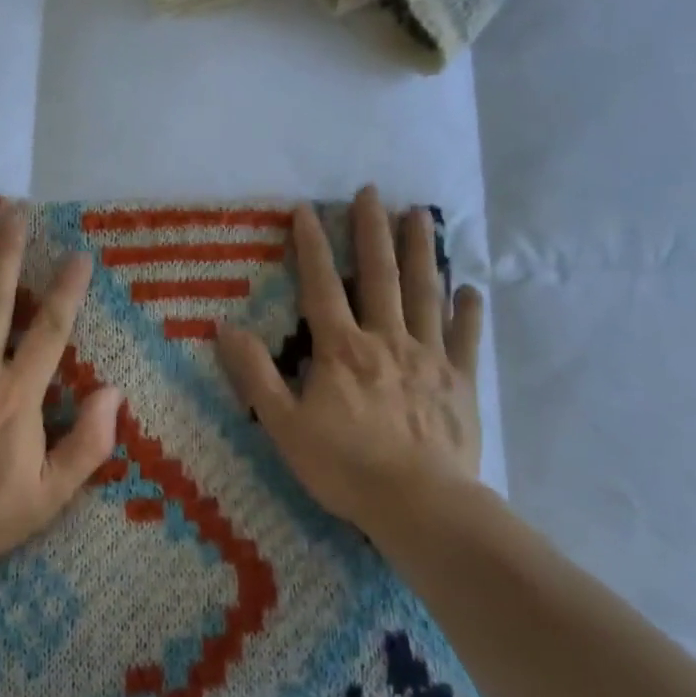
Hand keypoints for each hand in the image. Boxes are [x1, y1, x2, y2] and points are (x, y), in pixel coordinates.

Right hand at [217, 187, 484, 542]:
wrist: (420, 505)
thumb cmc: (345, 466)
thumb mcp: (284, 425)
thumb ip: (255, 375)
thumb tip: (225, 328)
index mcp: (342, 350)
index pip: (322, 286)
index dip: (312, 246)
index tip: (307, 210)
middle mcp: (386, 340)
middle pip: (380, 275)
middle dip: (372, 231)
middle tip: (373, 192)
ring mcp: (429, 358)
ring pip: (425, 294)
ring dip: (421, 252)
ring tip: (421, 215)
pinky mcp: (460, 382)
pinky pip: (465, 338)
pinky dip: (468, 311)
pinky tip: (470, 288)